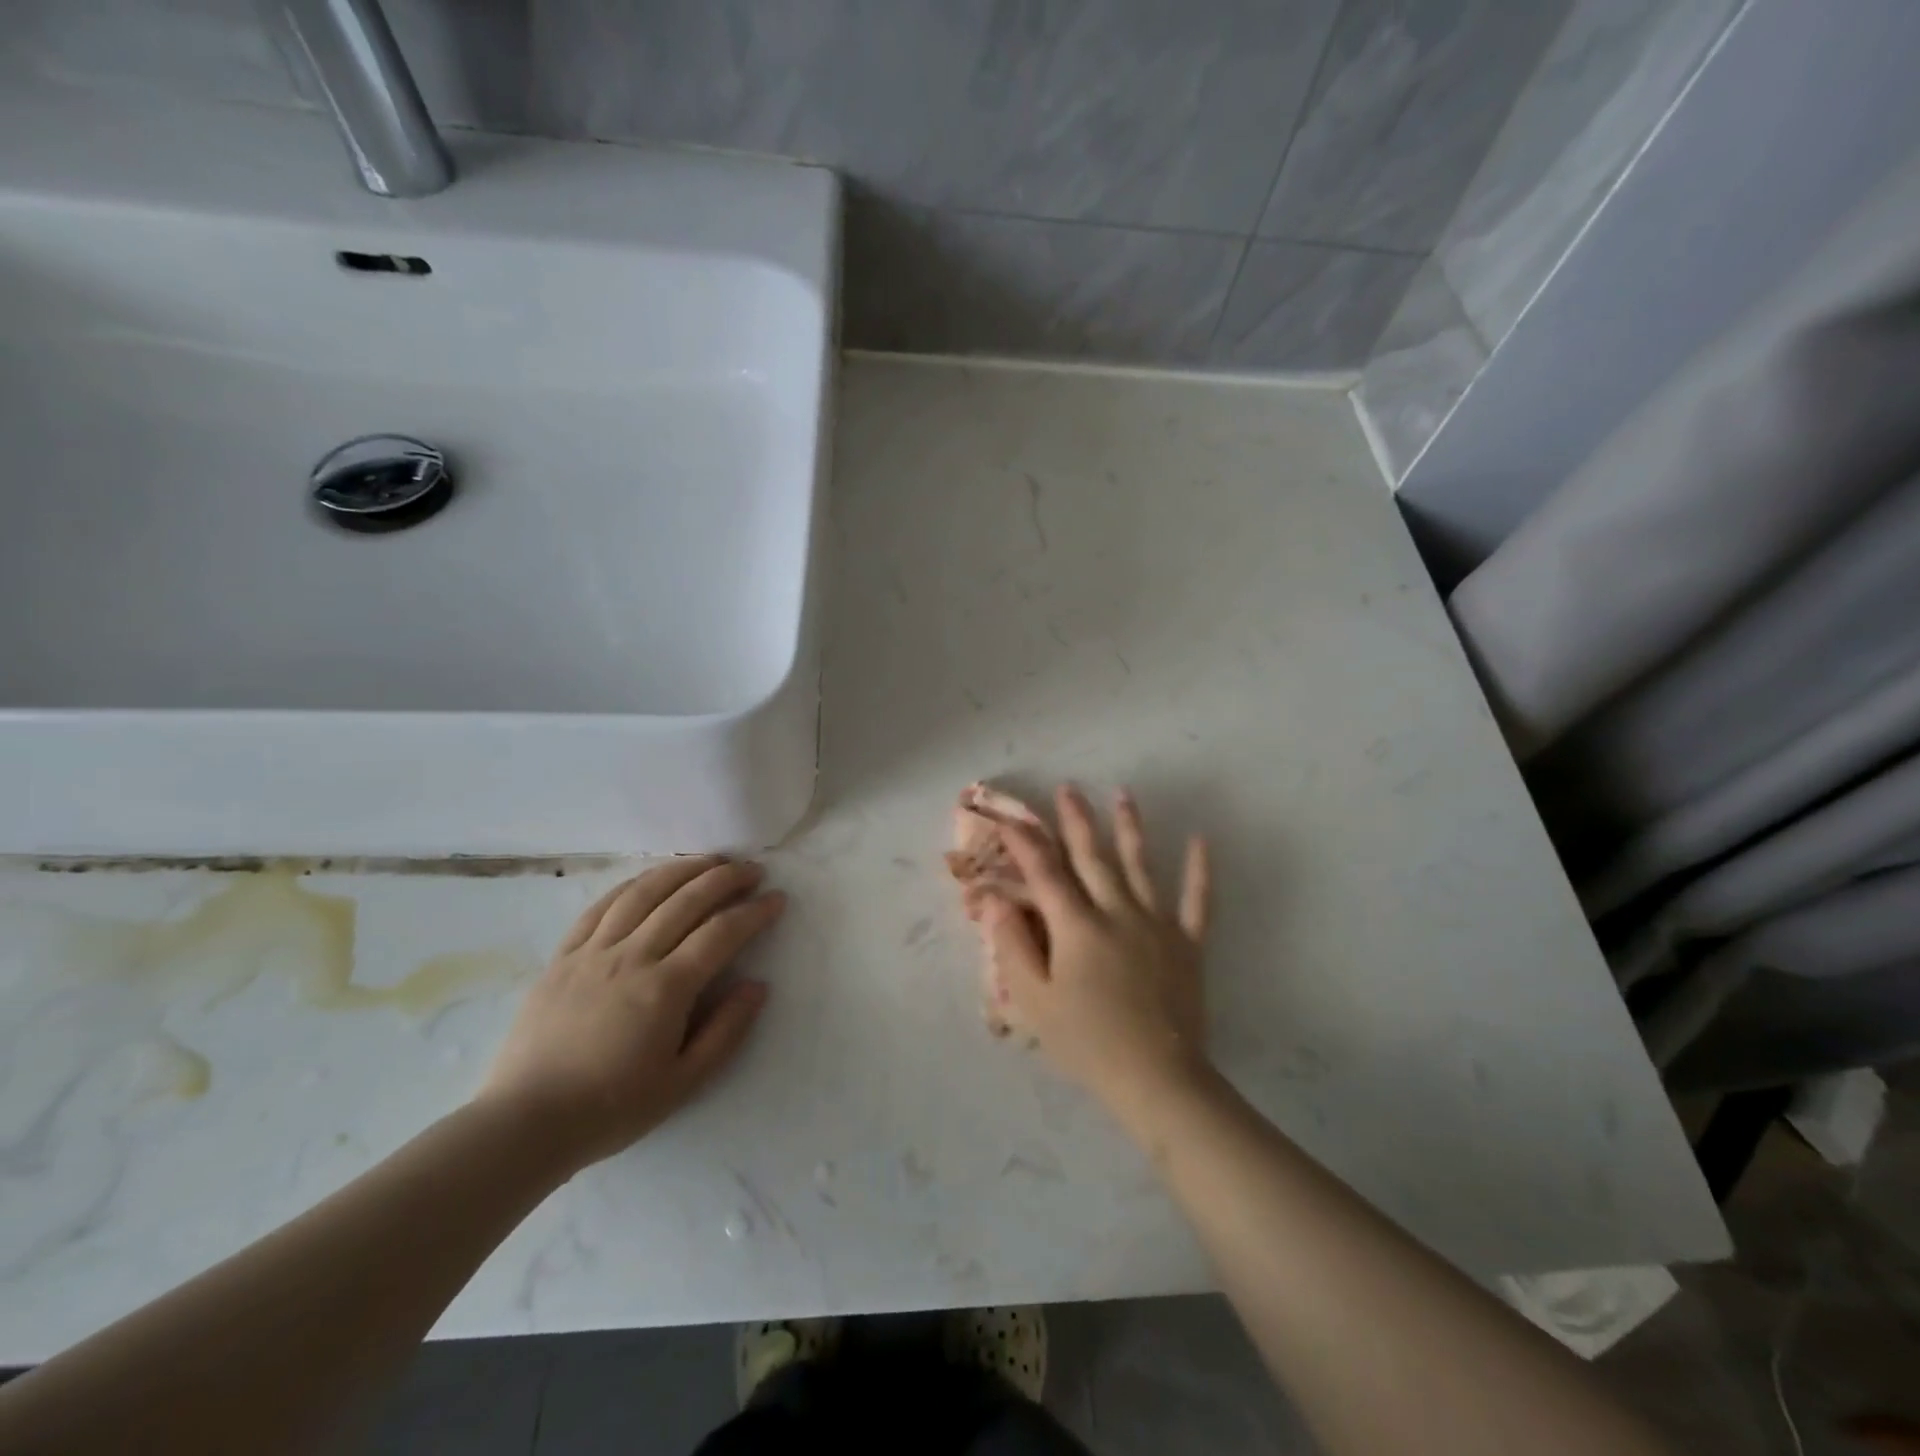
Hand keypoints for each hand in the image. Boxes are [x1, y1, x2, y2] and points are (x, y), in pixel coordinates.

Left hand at [476, 858, 782, 1169]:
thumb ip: (726, 1031)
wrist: (525, 1123)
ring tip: (709, 861)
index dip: (753, 912)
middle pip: (686, 900)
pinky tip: (651, 878)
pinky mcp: (563, 956)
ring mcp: (593, 952)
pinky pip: (601, 906)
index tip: (777, 899)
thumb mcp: (683, 1083)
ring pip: (644, 892)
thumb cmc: (611, 1108)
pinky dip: (633, 884)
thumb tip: (758, 986)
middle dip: (725, 878)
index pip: (720, 933)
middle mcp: (631, 958)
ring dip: (682, 869)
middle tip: (752, 870)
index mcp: (665, 989)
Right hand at [980, 786, 1210, 1114]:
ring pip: (1141, 866)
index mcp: (1077, 926)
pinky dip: (1200, 870)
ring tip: (1124, 794)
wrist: (1157, 1078)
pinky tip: (1201, 840)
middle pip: (1093, 858)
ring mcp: (1157, 924)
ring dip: (1130, 828)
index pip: (1045, 874)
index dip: (1026, 843)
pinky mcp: (1187, 943)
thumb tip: (996, 899)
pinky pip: (1198, 900)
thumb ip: (1013, 945)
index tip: (1011, 818)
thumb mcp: (1035, 1000)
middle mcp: (1117, 912)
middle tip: (1069, 788)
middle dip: (1077, 821)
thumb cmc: (1087, 1042)